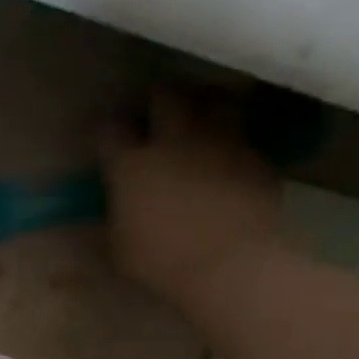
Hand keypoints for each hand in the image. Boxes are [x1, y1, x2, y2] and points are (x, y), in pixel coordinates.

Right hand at [101, 88, 284, 306]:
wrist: (229, 263)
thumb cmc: (160, 261)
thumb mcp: (117, 250)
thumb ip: (109, 223)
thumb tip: (103, 215)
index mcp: (131, 165)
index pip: (110, 128)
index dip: (107, 131)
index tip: (108, 140)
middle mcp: (174, 140)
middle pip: (165, 95)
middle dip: (158, 100)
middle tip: (157, 114)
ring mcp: (219, 142)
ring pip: (214, 99)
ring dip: (204, 105)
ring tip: (202, 119)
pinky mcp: (254, 154)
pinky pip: (244, 133)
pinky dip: (234, 138)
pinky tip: (230, 156)